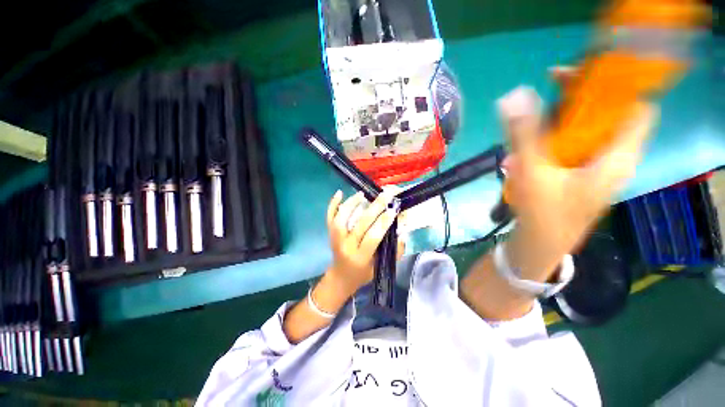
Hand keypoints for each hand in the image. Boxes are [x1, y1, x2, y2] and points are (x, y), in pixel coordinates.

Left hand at [324, 189, 398, 296]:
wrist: (341, 277)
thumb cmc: (364, 273)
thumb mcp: (382, 267)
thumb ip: (394, 251)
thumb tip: (402, 232)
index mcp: (360, 257)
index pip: (372, 237)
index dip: (383, 223)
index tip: (394, 210)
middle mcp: (346, 246)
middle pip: (359, 224)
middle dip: (375, 208)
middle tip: (386, 195)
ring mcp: (335, 239)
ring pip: (341, 218)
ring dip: (352, 203)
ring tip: (364, 193)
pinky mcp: (330, 234)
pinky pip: (329, 217)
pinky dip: (332, 204)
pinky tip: (339, 192)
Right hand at [500, 68, 658, 277]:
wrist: (541, 244)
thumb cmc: (544, 213)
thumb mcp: (532, 171)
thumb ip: (524, 134)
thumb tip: (513, 96)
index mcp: (617, 157)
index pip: (636, 108)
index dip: (614, 87)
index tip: (579, 78)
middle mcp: (613, 159)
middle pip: (607, 116)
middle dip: (576, 103)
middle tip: (544, 98)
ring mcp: (596, 168)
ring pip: (586, 132)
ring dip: (556, 126)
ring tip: (527, 136)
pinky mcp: (580, 174)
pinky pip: (571, 148)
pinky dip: (550, 144)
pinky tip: (524, 157)